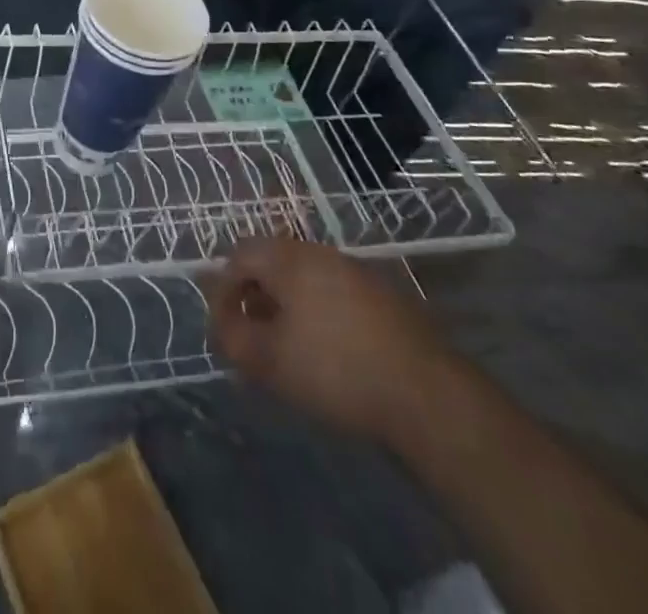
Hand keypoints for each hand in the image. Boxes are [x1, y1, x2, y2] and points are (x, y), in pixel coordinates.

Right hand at [203, 238, 454, 445]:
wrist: (426, 394)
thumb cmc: (336, 369)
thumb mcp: (269, 361)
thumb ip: (233, 338)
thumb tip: (220, 324)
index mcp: (288, 258)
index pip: (238, 256)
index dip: (222, 290)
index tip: (223, 328)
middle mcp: (320, 252)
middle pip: (272, 263)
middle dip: (255, 297)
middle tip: (252, 336)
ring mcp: (356, 271)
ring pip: (305, 278)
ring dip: (287, 305)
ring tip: (288, 347)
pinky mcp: (384, 296)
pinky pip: (334, 293)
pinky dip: (319, 313)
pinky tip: (328, 351)